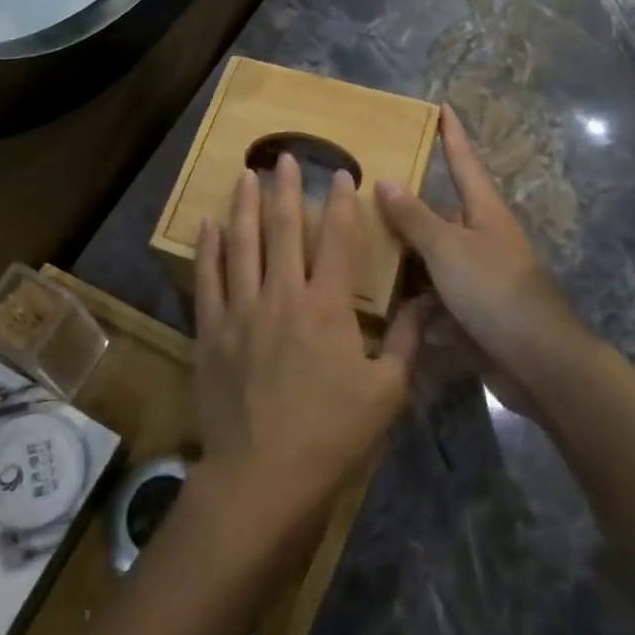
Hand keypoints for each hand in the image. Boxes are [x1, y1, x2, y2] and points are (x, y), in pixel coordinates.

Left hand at [193, 155, 421, 533]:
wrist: (264, 477)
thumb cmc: (333, 435)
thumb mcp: (387, 392)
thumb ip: (407, 342)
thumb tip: (427, 302)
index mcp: (327, 307)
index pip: (337, 240)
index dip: (342, 204)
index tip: (341, 174)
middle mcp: (282, 296)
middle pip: (283, 230)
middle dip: (285, 189)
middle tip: (284, 157)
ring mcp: (241, 311)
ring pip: (242, 245)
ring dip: (244, 207)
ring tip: (245, 175)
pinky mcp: (211, 332)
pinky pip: (207, 280)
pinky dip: (207, 250)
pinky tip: (207, 224)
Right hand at [375, 105, 586, 384]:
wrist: (539, 361)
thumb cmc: (494, 291)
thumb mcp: (448, 249)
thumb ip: (414, 217)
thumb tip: (385, 180)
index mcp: (483, 212)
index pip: (463, 162)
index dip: (452, 135)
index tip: (441, 107)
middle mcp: (482, 238)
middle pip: (440, 214)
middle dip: (406, 210)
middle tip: (365, 199)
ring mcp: (479, 277)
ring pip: (433, 258)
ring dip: (404, 260)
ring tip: (359, 251)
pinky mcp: (474, 312)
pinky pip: (435, 296)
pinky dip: (414, 300)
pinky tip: (382, 305)